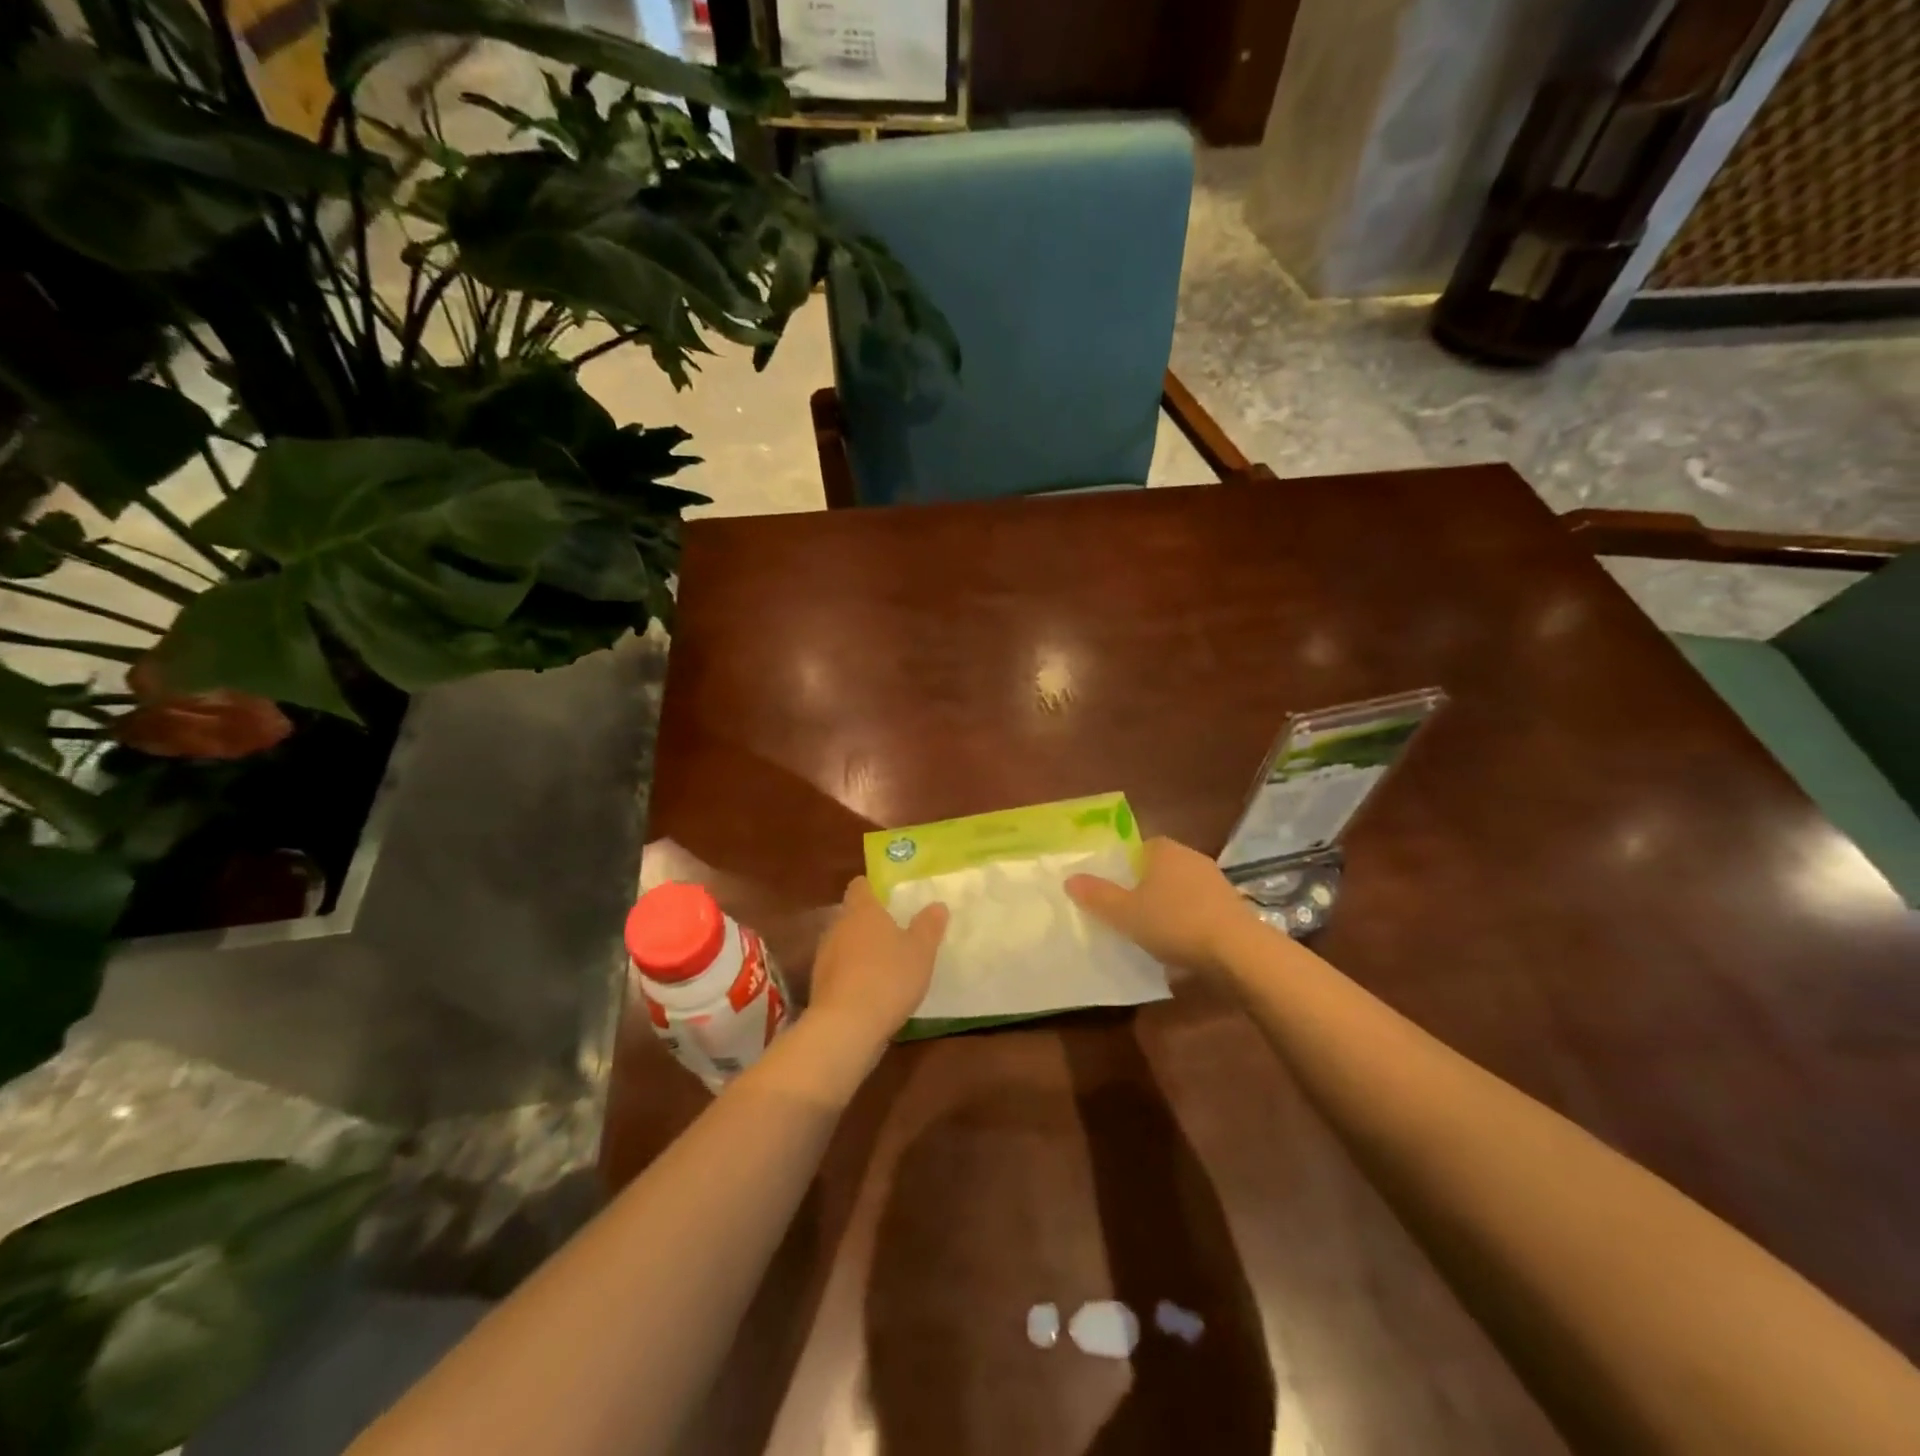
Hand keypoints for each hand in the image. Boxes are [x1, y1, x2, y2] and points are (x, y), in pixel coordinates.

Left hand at [808, 877, 947, 1045]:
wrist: (846, 1026)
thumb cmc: (888, 977)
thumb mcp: (921, 951)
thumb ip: (929, 926)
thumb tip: (937, 905)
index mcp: (862, 911)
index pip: (860, 886)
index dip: (873, 888)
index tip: (889, 897)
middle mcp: (838, 927)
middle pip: (852, 915)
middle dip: (870, 923)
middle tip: (896, 932)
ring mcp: (824, 957)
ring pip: (844, 944)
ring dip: (861, 951)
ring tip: (886, 965)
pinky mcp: (820, 986)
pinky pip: (840, 971)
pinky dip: (853, 976)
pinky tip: (872, 992)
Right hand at [1067, 836, 1254, 977]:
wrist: (1237, 951)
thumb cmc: (1174, 922)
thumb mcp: (1126, 913)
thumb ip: (1097, 896)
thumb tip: (1070, 879)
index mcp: (1165, 850)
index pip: (1141, 847)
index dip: (1126, 866)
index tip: (1116, 889)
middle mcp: (1192, 858)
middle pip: (1162, 868)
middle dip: (1147, 887)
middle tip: (1128, 912)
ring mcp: (1216, 882)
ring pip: (1183, 890)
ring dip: (1170, 907)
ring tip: (1153, 933)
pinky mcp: (1232, 907)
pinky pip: (1201, 910)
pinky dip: (1190, 923)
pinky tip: (1181, 946)